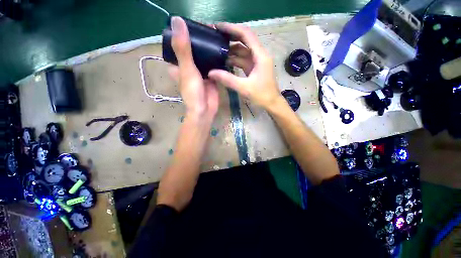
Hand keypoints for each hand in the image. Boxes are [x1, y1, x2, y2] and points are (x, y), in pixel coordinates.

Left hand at [169, 16, 218, 119]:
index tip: (192, 23)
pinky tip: (223, 49)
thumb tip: (176, 20)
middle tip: (209, 28)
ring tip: (217, 34)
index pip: (178, 45)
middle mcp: (189, 66)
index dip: (183, 34)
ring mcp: (201, 71)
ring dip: (209, 48)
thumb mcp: (186, 69)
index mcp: (178, 64)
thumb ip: (183, 48)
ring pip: (204, 56)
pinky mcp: (211, 76)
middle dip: (200, 40)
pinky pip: (214, 64)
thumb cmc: (193, 92)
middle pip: (193, 49)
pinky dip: (217, 58)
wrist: (205, 109)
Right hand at [208, 23, 281, 108]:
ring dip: (231, 50)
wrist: (272, 103)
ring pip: (243, 51)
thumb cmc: (262, 95)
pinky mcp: (254, 69)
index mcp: (260, 56)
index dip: (232, 28)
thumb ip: (227, 79)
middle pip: (244, 40)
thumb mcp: (244, 87)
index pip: (246, 34)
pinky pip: (243, 60)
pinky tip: (224, 61)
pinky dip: (234, 60)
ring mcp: (256, 62)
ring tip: (216, 49)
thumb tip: (211, 73)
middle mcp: (259, 55)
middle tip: (215, 36)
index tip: (218, 27)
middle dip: (230, 37)